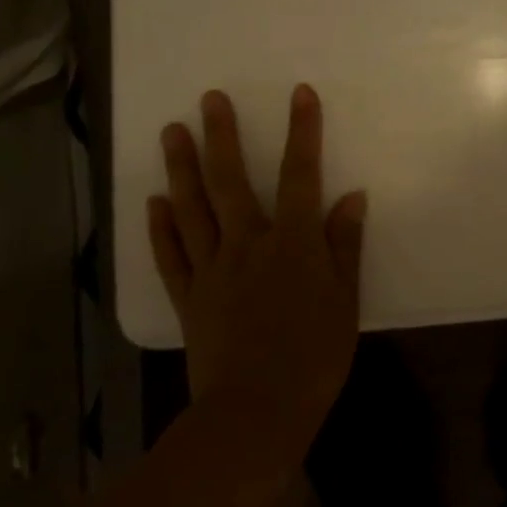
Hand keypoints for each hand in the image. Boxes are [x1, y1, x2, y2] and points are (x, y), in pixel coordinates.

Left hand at [148, 84, 367, 469]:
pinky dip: (160, 227)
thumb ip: (345, 246)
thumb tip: (352, 196)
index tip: (300, 94)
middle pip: (230, 181)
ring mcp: (211, 271)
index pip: (300, 175)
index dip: (302, 132)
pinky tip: (154, 201)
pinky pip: (170, 256)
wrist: (257, 412)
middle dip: (222, 136)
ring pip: (192, 210)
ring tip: (171, 131)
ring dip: (181, 168)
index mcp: (293, 244)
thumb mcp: (345, 300)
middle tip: (210, 99)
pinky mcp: (188, 299)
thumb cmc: (314, 356)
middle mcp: (247, 245)